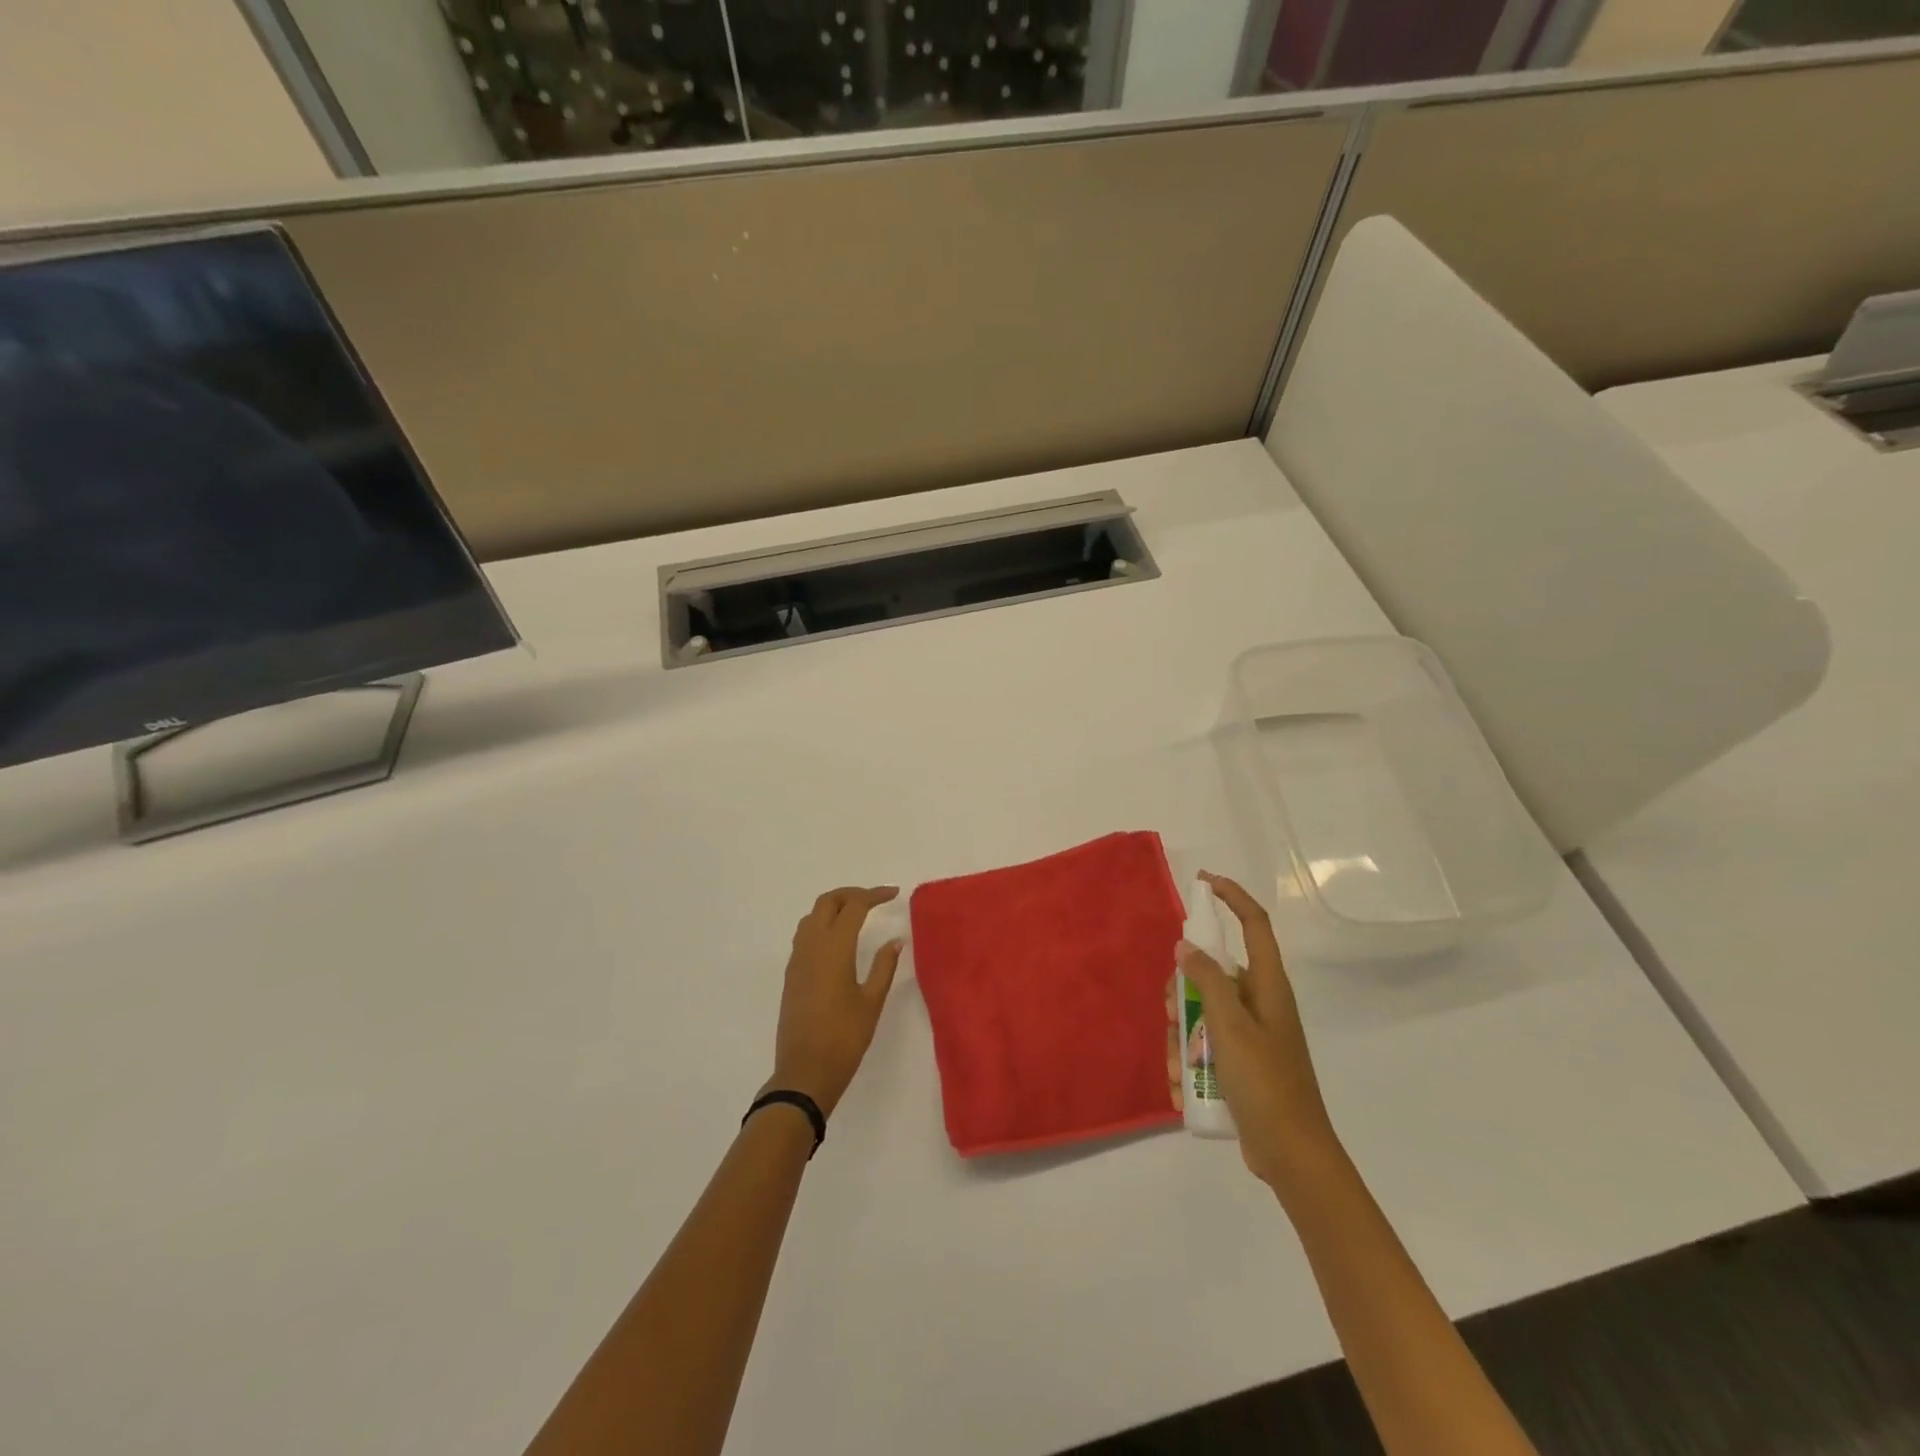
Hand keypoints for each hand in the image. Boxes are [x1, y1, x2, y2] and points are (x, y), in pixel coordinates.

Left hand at [765, 886, 904, 1118]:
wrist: (804, 1072)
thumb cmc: (844, 1038)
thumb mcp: (872, 1001)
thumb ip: (884, 966)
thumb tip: (895, 940)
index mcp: (834, 948)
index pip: (854, 906)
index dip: (875, 895)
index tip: (894, 894)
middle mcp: (811, 946)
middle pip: (827, 902)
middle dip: (851, 894)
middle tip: (875, 900)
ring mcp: (797, 960)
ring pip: (812, 916)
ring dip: (834, 907)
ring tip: (857, 916)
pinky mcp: (792, 975)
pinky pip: (804, 935)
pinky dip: (822, 925)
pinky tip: (838, 942)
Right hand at [1174, 872, 1340, 1190]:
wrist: (1292, 1155)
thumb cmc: (1266, 1084)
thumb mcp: (1231, 1028)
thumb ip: (1207, 980)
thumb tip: (1186, 946)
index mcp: (1268, 987)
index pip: (1254, 924)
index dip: (1231, 897)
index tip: (1203, 882)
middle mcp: (1259, 1003)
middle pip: (1212, 974)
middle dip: (1182, 993)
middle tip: (1172, 1015)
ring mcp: (1249, 1034)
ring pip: (1200, 1013)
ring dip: (1181, 1037)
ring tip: (1177, 1069)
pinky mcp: (1240, 1063)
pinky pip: (1204, 1046)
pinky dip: (1188, 1062)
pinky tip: (1182, 1088)